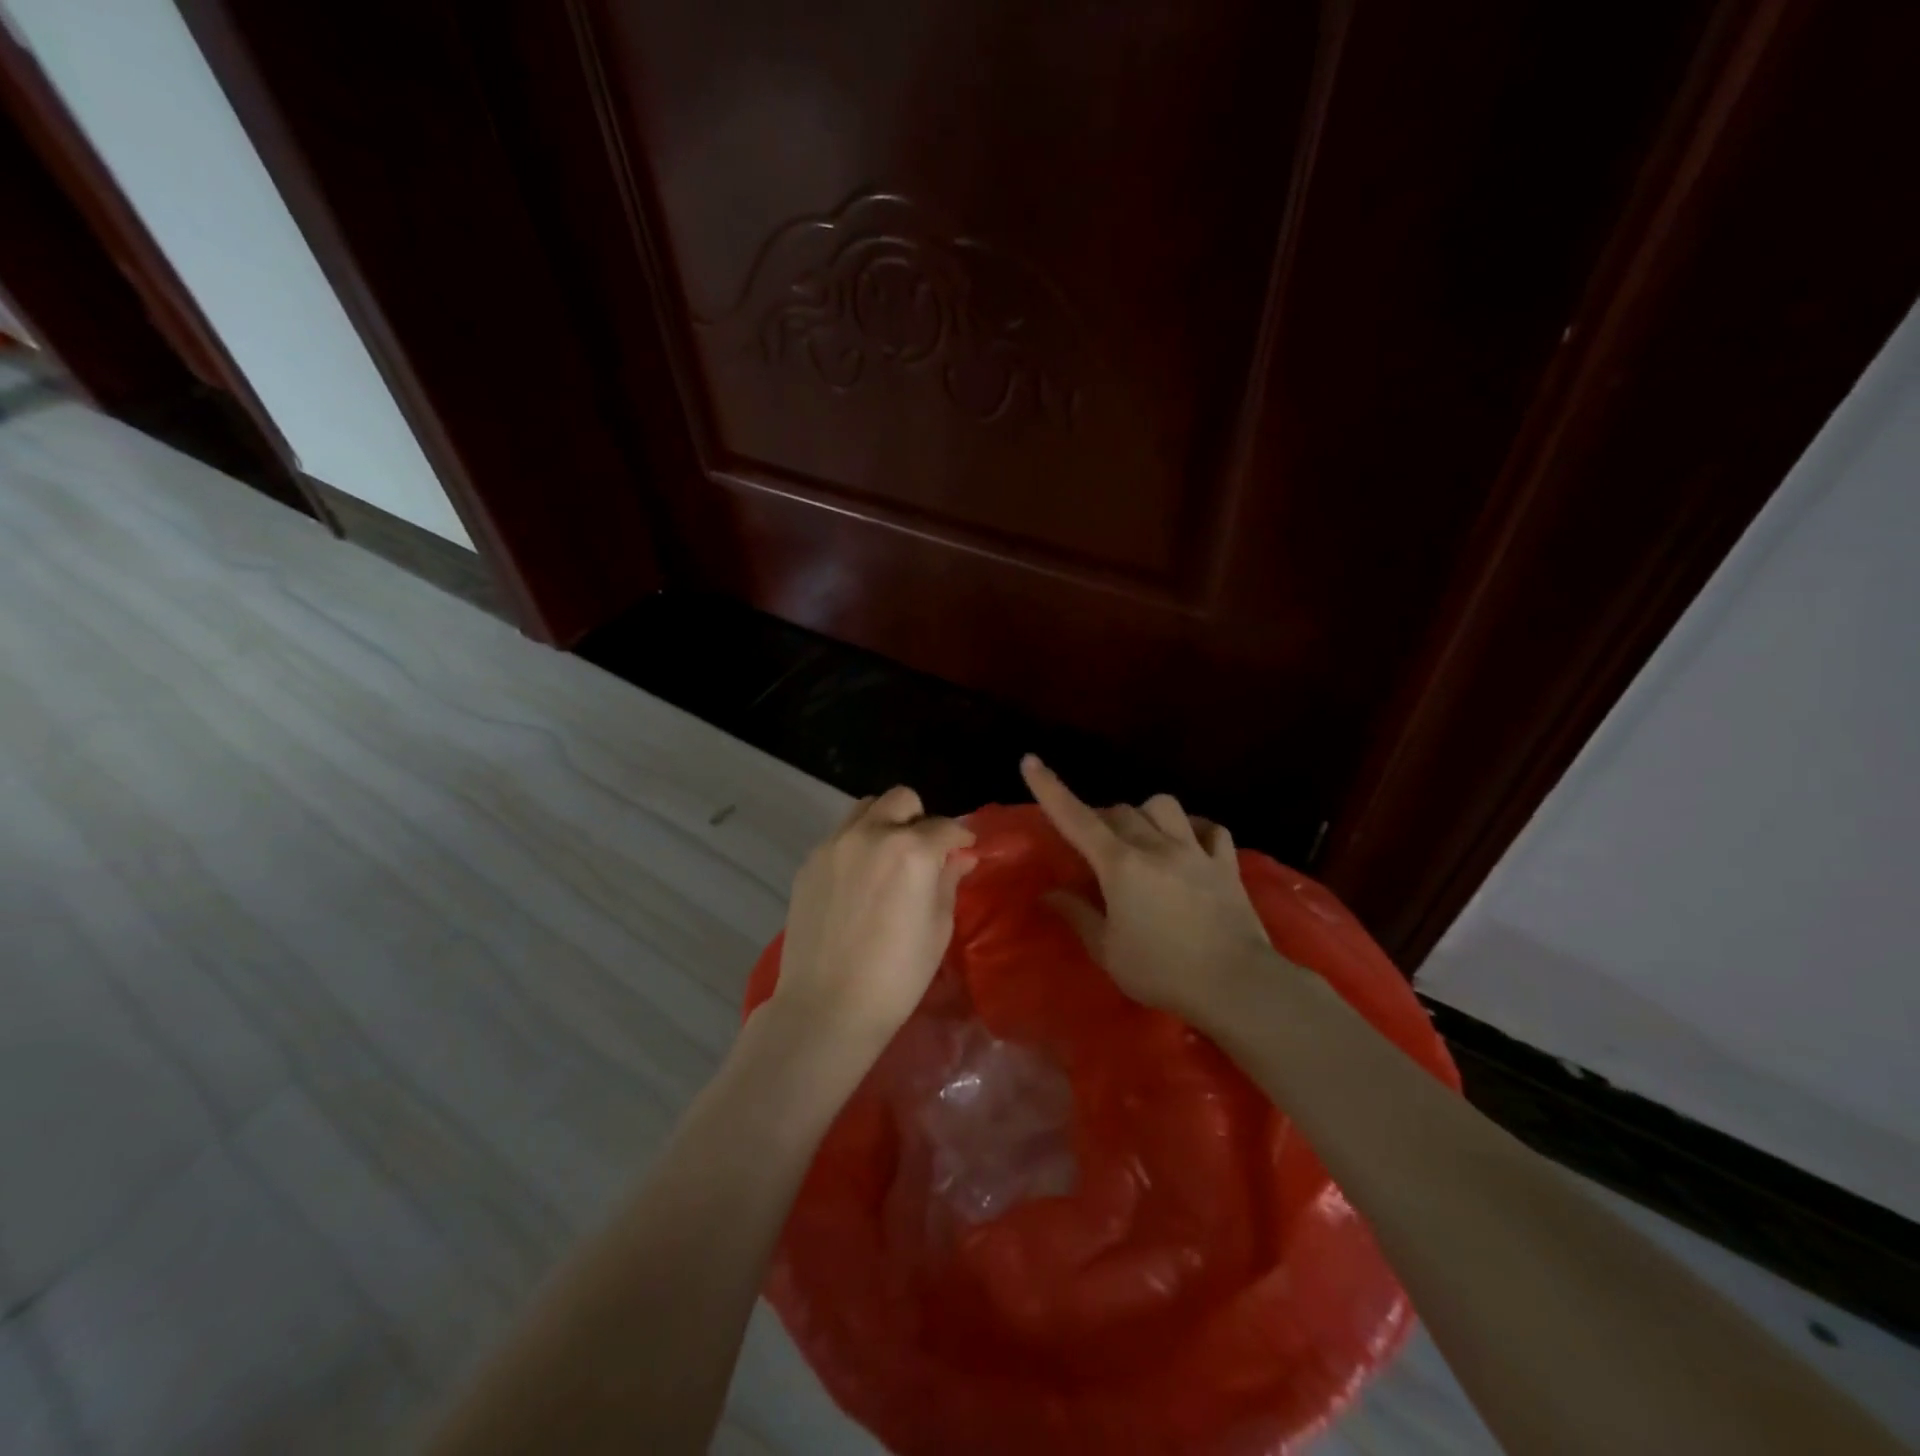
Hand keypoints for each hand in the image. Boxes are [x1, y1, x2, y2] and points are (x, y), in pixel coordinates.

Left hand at [772, 786, 976, 1048]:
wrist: (827, 1006)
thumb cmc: (897, 975)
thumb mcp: (938, 928)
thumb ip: (948, 881)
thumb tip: (959, 856)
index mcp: (912, 850)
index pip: (945, 826)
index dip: (961, 837)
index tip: (965, 849)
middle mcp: (871, 834)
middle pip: (902, 800)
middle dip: (920, 819)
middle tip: (924, 852)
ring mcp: (835, 845)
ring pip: (866, 808)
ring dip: (885, 822)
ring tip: (889, 858)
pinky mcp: (810, 862)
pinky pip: (840, 835)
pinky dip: (857, 844)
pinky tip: (859, 881)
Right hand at [1022, 755, 1281, 1024]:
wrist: (1237, 984)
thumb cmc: (1163, 972)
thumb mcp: (1108, 951)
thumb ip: (1078, 915)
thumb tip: (1049, 893)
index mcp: (1120, 865)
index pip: (1076, 819)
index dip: (1050, 789)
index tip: (1030, 761)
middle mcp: (1156, 846)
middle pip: (1120, 811)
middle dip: (1101, 819)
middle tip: (1094, 846)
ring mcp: (1195, 851)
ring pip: (1164, 806)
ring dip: (1145, 814)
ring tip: (1142, 836)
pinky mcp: (1226, 864)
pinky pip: (1210, 828)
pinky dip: (1194, 829)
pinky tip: (1189, 842)